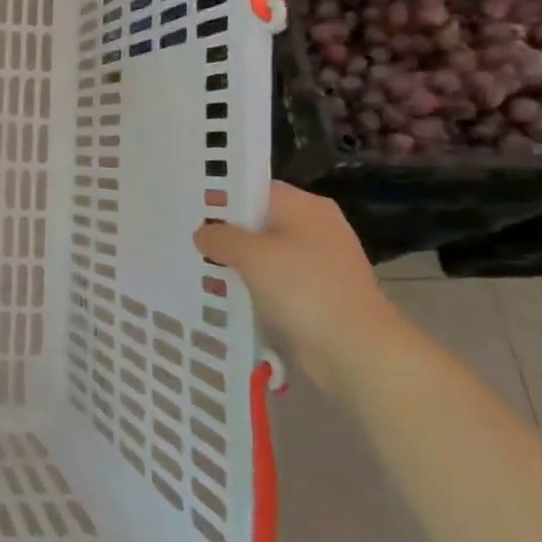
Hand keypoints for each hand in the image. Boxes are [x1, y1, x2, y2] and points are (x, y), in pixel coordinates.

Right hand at [194, 182, 399, 395]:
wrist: (356, 353)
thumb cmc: (304, 289)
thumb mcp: (251, 255)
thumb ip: (220, 237)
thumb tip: (203, 233)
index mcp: (305, 206)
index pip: (254, 188)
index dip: (221, 196)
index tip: (189, 208)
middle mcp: (315, 228)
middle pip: (258, 222)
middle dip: (225, 232)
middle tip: (185, 237)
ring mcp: (317, 264)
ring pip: (264, 254)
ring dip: (236, 263)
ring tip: (196, 267)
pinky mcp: (315, 296)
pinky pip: (274, 282)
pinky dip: (252, 287)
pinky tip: (223, 294)